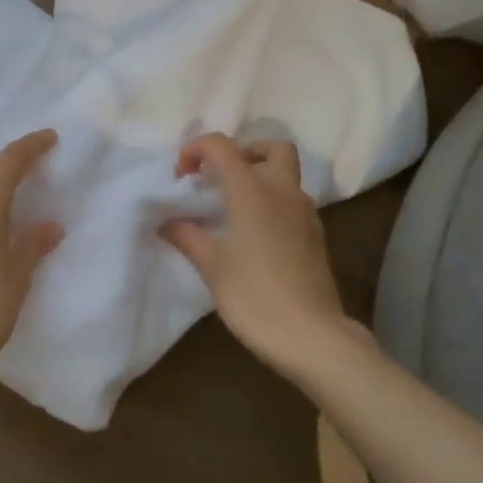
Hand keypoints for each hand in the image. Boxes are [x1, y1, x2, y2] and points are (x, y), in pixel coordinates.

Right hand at [160, 133, 357, 376]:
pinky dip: (272, 202)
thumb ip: (187, 235)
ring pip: (286, 175)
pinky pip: (293, 201)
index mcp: (252, 191)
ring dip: (259, 177)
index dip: (196, 149)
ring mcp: (305, 213)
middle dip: (243, 152)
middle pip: (271, 148)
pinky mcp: (315, 235)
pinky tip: (254, 234)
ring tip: (232, 209)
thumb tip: (167, 221)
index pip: (222, 146)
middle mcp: (283, 192)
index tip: (180, 176)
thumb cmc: (253, 296)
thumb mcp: (211, 266)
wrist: (310, 335)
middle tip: (219, 178)